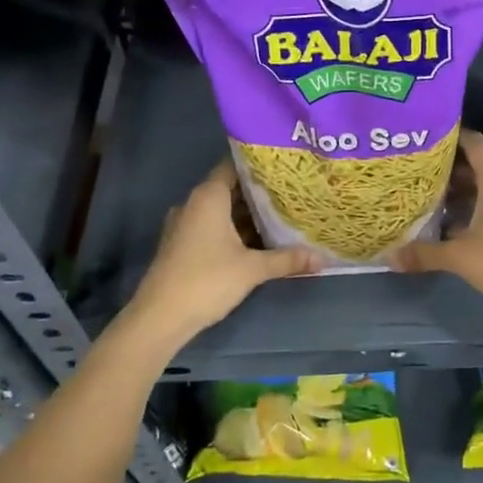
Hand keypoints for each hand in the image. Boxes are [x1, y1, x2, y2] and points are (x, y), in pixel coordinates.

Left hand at [123, 161, 317, 346]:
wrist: (160, 317)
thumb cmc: (207, 280)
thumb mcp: (252, 269)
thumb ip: (287, 259)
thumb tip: (323, 258)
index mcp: (208, 197)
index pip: (234, 166)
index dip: (259, 165)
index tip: (285, 167)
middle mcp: (194, 204)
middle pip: (230, 189)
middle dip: (259, 192)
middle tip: (292, 192)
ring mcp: (185, 225)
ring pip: (222, 211)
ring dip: (247, 214)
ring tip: (281, 215)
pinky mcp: (182, 245)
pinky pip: (213, 227)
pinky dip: (234, 229)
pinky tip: (258, 240)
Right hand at [391, 131, 482, 321]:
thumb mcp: (459, 258)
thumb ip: (424, 253)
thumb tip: (390, 256)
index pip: (475, 144)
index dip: (454, 138)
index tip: (430, 140)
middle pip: (482, 166)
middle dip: (454, 170)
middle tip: (424, 175)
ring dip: (468, 191)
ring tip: (437, 200)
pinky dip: (482, 207)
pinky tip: (461, 224)